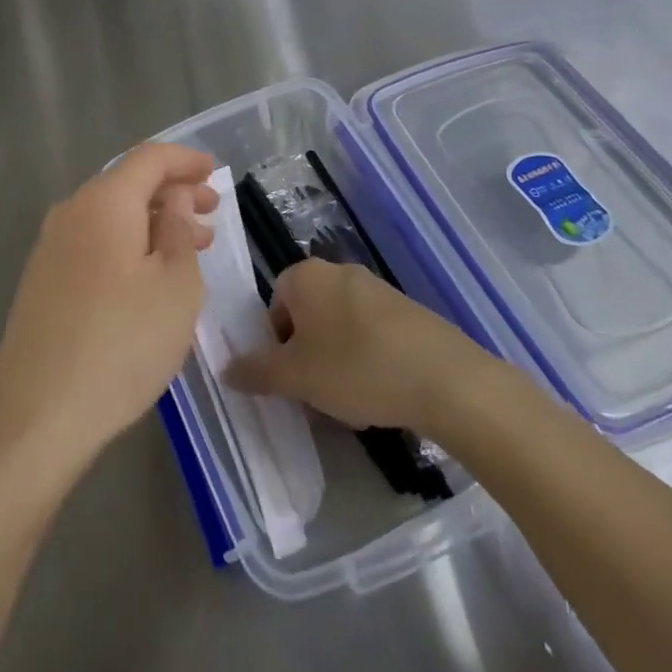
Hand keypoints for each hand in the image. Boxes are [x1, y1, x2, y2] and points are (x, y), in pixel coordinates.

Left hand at [0, 144, 218, 479]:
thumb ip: (180, 229)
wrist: (38, 414)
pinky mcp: (42, 280)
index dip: (186, 160)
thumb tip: (175, 198)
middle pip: (128, 184)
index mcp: (104, 202)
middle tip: (212, 214)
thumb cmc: (122, 343)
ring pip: (111, 216)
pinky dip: (128, 245)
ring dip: (153, 223)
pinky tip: (149, 276)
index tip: (215, 172)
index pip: (149, 158)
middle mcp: (71, 212)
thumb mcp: (176, 286)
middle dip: (173, 193)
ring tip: (191, 247)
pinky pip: (94, 242)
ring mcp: (50, 247)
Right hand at [224, 258, 495, 433]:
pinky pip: (371, 333)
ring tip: (352, 400)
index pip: (274, 305)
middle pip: (307, 316)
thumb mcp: (296, 377)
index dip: (276, 344)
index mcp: (306, 276)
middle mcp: (338, 271)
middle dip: (307, 355)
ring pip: (339, 327)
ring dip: (336, 361)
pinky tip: (381, 392)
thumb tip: (226, 369)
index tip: (291, 377)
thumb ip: (257, 371)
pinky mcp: (407, 310)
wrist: (445, 378)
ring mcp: (377, 288)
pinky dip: (368, 359)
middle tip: (316, 392)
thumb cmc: (356, 368)